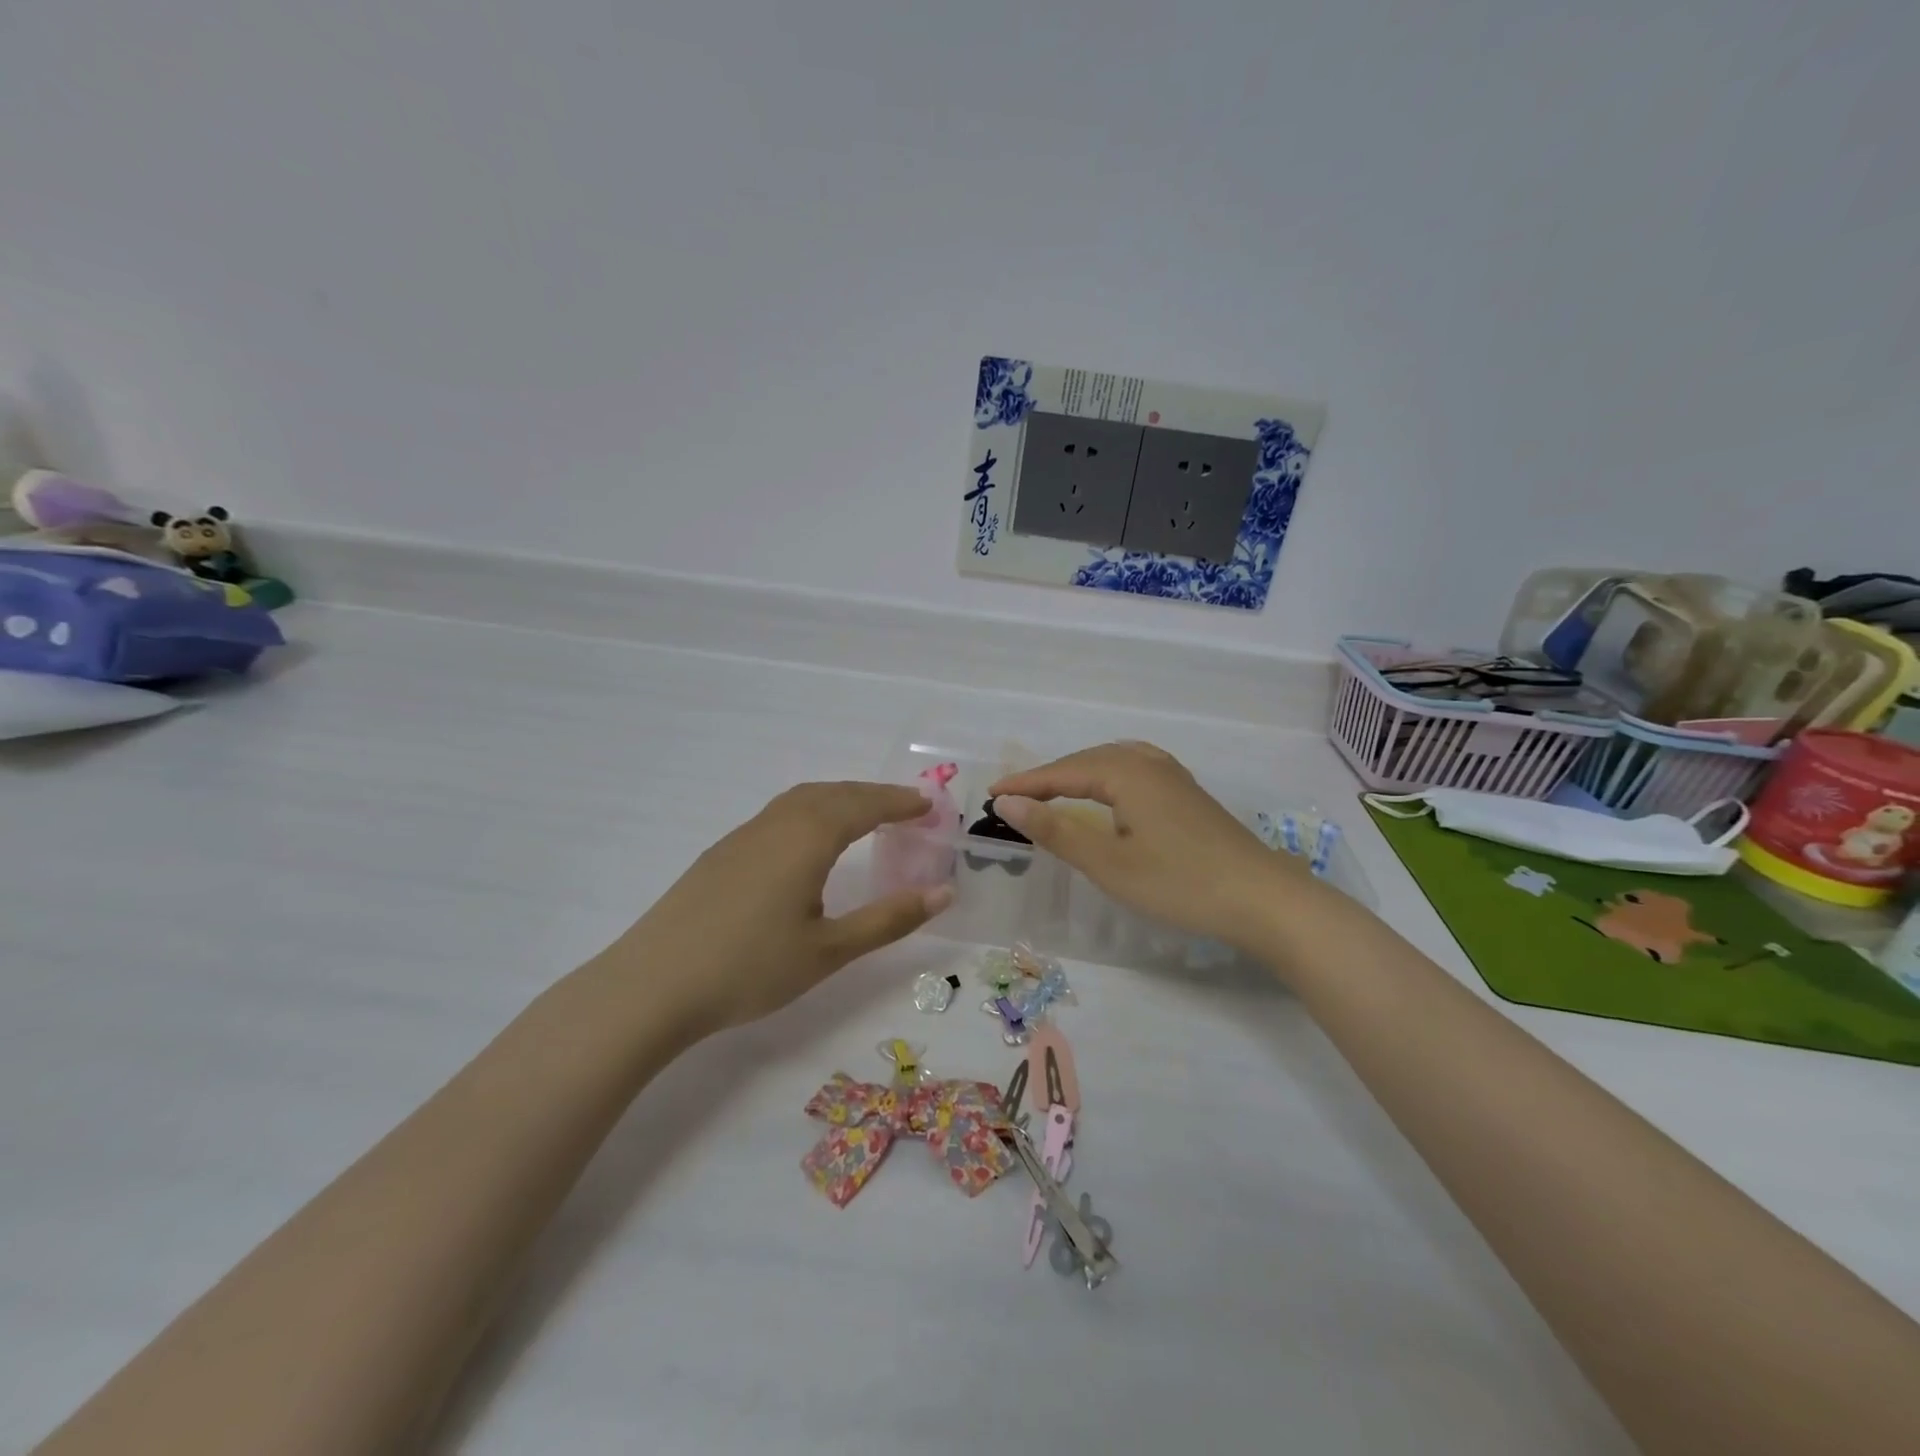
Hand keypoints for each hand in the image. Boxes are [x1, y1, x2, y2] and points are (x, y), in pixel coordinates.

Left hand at [612, 782, 952, 1032]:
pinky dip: (810, 811)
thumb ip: (888, 919)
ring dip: (839, 798)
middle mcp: (776, 824)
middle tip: (905, 808)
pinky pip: (778, 814)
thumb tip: (944, 892)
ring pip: (801, 799)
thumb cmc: (749, 968)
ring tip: (863, 817)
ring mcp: (743, 835)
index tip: (929, 806)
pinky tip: (807, 842)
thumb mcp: (829, 950)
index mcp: (807, 838)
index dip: (899, 803)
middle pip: (833, 793)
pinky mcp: (721, 853)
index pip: (864, 805)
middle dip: (873, 795)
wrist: (652, 985)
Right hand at [990, 742, 1299, 949]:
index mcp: (1126, 773)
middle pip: (1087, 761)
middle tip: (1015, 796)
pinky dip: (1107, 776)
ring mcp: (1174, 777)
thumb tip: (1009, 803)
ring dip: (1078, 774)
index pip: (1063, 772)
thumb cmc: (1179, 883)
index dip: (1026, 784)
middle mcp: (1149, 763)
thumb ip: (1056, 830)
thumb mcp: (1108, 863)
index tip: (992, 795)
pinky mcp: (1188, 794)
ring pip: (1113, 763)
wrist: (1262, 899)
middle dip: (1049, 776)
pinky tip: (1112, 788)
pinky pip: (1134, 770)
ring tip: (1054, 789)